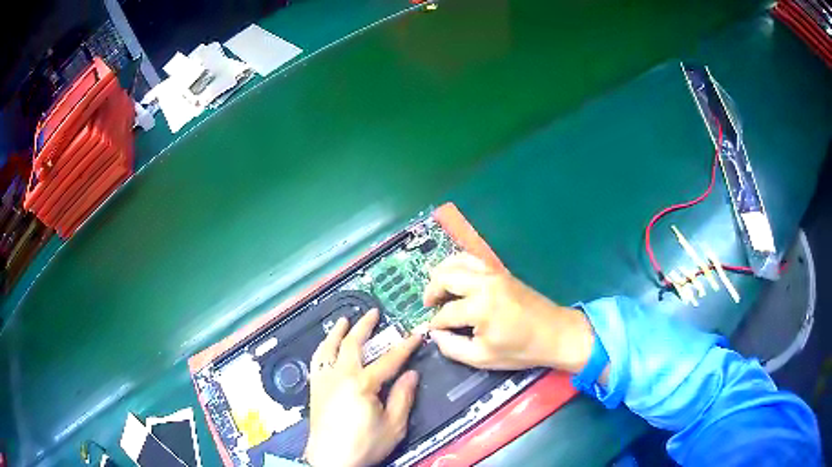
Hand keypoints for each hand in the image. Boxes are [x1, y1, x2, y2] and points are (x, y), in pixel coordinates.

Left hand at [304, 309, 421, 466]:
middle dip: (364, 326)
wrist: (331, 459)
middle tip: (373, 313)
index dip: (404, 346)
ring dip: (338, 332)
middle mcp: (340, 376)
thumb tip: (411, 375)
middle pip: (352, 344)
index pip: (389, 360)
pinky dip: (322, 349)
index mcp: (362, 384)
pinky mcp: (315, 389)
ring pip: (329, 348)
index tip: (415, 334)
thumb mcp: (394, 426)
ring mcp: (324, 380)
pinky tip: (325, 347)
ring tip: (344, 321)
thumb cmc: (364, 444)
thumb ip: (402, 397)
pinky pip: (316, 361)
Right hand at [424, 253, 594, 373]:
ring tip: (437, 288)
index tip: (433, 331)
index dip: (436, 323)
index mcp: (480, 308)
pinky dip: (458, 264)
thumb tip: (436, 335)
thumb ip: (453, 348)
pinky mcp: (501, 271)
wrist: (555, 333)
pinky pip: (472, 259)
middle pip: (445, 277)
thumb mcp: (483, 358)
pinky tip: (455, 276)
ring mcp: (494, 274)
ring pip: (457, 261)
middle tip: (428, 305)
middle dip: (431, 291)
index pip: (446, 313)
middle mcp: (484, 284)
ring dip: (442, 273)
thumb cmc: (521, 350)